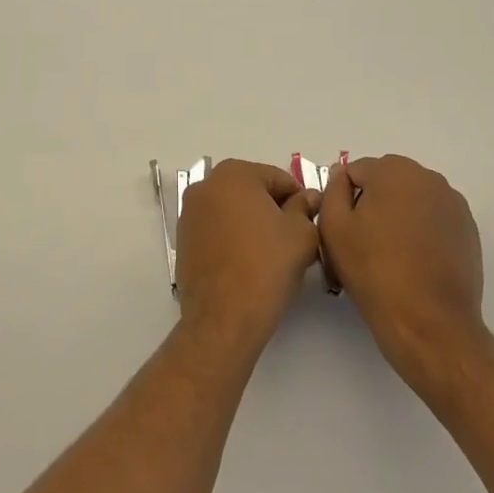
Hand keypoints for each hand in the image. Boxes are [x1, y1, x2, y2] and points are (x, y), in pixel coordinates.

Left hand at [175, 160, 319, 352]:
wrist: (223, 319)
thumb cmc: (266, 267)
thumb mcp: (301, 234)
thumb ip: (305, 208)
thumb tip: (307, 198)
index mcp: (233, 173)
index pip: (279, 179)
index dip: (300, 202)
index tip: (310, 226)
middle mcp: (205, 185)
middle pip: (253, 192)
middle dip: (275, 212)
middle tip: (294, 243)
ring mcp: (190, 213)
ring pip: (234, 211)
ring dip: (254, 225)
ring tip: (272, 257)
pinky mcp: (183, 240)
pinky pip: (217, 230)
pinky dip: (234, 240)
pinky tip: (248, 265)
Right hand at [318, 155, 488, 390]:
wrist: (430, 323)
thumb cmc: (374, 271)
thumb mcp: (334, 228)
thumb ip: (333, 190)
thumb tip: (342, 176)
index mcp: (394, 170)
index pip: (355, 172)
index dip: (342, 201)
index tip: (342, 233)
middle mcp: (428, 177)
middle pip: (385, 182)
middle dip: (371, 205)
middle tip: (362, 245)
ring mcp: (453, 204)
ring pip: (410, 201)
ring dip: (396, 217)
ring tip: (389, 257)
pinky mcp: (468, 230)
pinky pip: (433, 219)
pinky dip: (420, 233)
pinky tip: (413, 264)